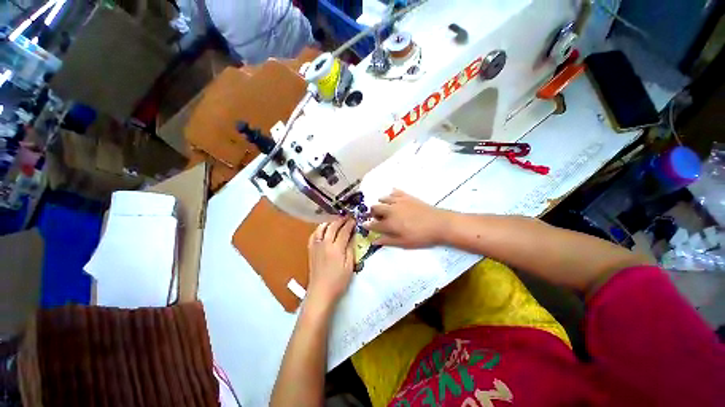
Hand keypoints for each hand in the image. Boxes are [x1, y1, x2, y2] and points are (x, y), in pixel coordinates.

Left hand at [307, 217, 355, 305]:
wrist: (320, 292)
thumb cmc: (338, 282)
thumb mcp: (349, 267)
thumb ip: (350, 250)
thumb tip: (352, 238)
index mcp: (336, 249)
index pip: (344, 231)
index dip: (349, 224)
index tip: (354, 220)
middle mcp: (325, 244)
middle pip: (332, 227)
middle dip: (340, 220)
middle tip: (346, 217)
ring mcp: (316, 247)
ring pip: (321, 229)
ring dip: (329, 222)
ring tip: (335, 220)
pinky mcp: (311, 251)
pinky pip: (313, 235)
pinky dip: (319, 229)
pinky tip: (323, 229)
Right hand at [365, 190, 450, 248]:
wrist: (439, 224)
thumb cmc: (421, 236)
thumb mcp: (403, 243)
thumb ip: (387, 241)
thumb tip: (374, 241)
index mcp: (389, 223)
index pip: (373, 224)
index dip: (367, 225)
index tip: (364, 225)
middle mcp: (391, 210)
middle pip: (375, 208)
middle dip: (373, 213)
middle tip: (377, 217)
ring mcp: (398, 201)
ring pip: (383, 198)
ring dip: (380, 203)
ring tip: (385, 208)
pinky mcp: (407, 196)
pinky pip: (395, 192)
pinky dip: (392, 194)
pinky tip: (393, 197)